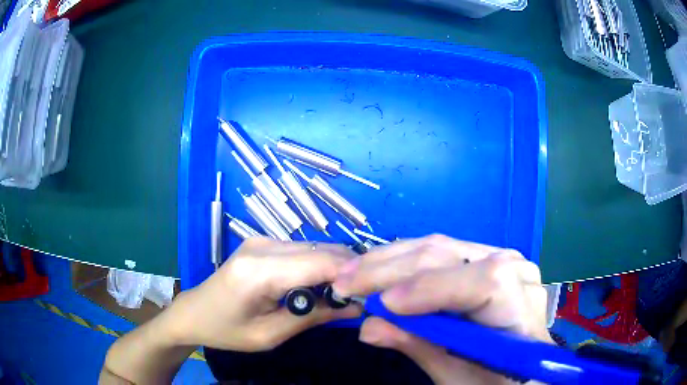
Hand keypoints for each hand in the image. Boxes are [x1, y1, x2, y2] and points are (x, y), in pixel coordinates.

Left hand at [167, 238, 361, 351]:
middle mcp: (263, 245)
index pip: (320, 263)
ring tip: (341, 295)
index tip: (369, 296)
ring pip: (316, 247)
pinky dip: (319, 266)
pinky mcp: (264, 243)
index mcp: (259, 271)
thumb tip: (356, 307)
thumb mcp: (270, 335)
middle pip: (322, 249)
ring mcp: (263, 240)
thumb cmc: (227, 331)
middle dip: (348, 271)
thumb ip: (313, 318)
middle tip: (359, 298)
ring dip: (335, 268)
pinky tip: (320, 286)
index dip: (351, 276)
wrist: (194, 312)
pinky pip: (303, 250)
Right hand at [332, 234, 550, 384]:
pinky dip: (403, 261)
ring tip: (352, 273)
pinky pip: (439, 253)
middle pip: (451, 257)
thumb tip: (367, 327)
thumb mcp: (456, 375)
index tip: (383, 305)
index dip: (432, 290)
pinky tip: (377, 268)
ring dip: (389, 260)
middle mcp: (515, 269)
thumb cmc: (493, 379)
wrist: (518, 368)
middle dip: (392, 269)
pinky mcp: (482, 257)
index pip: (485, 283)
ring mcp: (499, 257)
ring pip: (439, 247)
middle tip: (344, 282)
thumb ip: (418, 347)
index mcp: (520, 305)